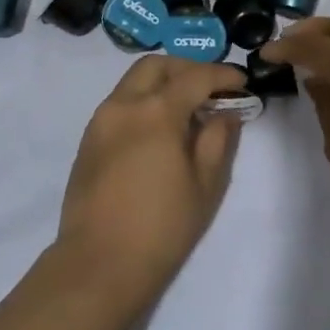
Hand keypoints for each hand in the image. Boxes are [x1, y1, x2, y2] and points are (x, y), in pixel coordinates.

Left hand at [57, 56, 246, 302]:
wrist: (99, 264)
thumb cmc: (161, 227)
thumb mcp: (205, 185)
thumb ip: (218, 139)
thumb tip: (225, 112)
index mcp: (156, 111)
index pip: (195, 76)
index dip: (222, 75)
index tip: (241, 83)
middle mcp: (124, 105)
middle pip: (157, 66)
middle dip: (187, 68)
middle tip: (211, 89)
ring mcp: (101, 121)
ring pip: (133, 81)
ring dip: (162, 83)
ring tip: (187, 109)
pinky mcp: (88, 140)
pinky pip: (119, 103)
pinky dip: (143, 101)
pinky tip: (159, 129)